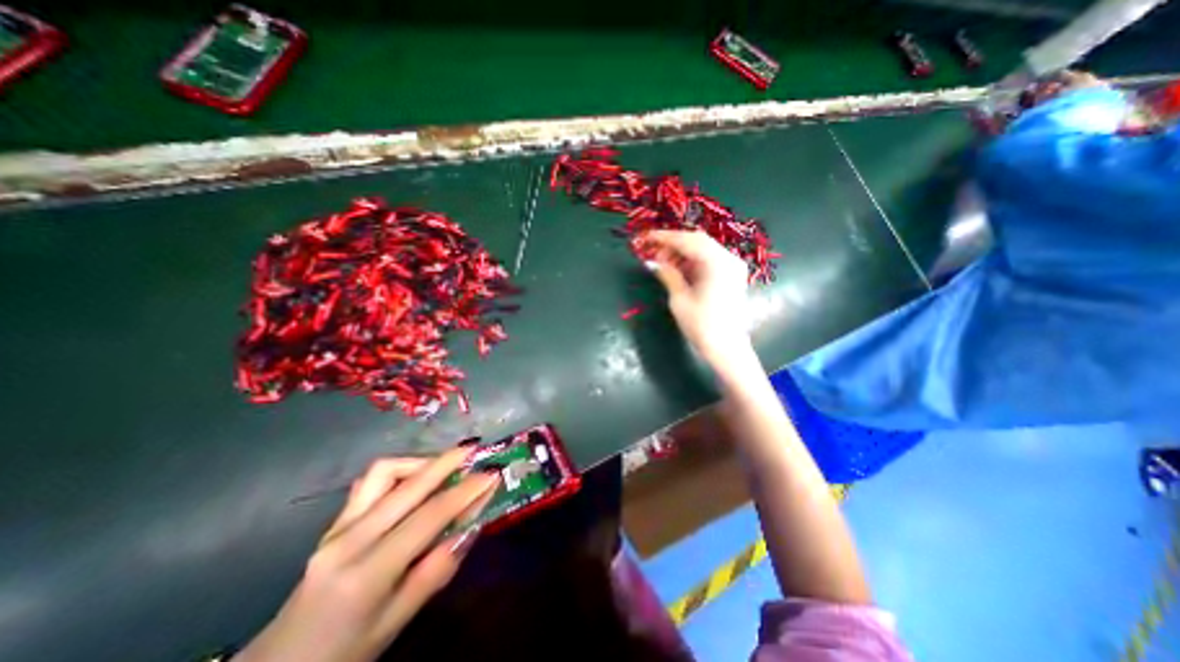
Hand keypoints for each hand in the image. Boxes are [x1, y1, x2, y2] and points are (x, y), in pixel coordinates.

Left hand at [235, 454, 500, 660]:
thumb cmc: (344, 650)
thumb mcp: (397, 622)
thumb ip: (436, 572)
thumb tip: (471, 528)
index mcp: (368, 572)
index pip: (428, 517)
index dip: (465, 491)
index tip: (491, 474)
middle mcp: (351, 539)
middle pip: (408, 485)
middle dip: (447, 461)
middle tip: (474, 449)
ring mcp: (339, 525)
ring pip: (385, 471)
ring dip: (421, 461)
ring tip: (447, 465)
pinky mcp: (336, 519)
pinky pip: (371, 480)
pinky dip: (400, 469)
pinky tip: (416, 477)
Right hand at [641, 230, 749, 367]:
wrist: (726, 347)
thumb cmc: (701, 325)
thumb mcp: (679, 299)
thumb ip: (668, 274)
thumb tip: (652, 261)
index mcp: (717, 263)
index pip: (687, 241)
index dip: (664, 238)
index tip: (646, 238)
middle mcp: (728, 258)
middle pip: (697, 240)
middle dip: (673, 244)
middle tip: (653, 254)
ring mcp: (733, 265)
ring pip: (703, 248)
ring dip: (682, 252)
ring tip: (663, 263)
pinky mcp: (731, 274)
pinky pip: (709, 259)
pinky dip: (692, 260)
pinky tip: (678, 268)